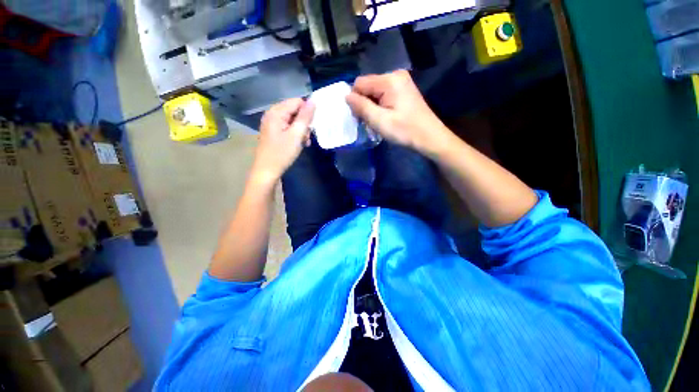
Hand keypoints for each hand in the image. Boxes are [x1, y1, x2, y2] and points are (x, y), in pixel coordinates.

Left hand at [253, 98, 314, 182]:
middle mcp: (272, 114)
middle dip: (304, 123)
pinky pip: (288, 127)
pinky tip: (299, 144)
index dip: (307, 112)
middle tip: (307, 137)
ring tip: (305, 142)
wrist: (267, 171)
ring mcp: (272, 124)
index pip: (297, 102)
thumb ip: (305, 117)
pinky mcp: (274, 132)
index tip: (312, 127)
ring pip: (293, 120)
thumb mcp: (296, 135)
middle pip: (295, 110)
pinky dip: (296, 134)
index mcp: (276, 112)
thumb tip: (313, 101)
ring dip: (302, 130)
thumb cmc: (282, 153)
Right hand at [346, 70, 452, 157]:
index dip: (356, 100)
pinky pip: (384, 95)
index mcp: (389, 80)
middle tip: (370, 122)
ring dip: (372, 107)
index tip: (360, 118)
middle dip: (365, 104)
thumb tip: (346, 96)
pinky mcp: (404, 90)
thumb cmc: (405, 131)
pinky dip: (380, 106)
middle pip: (368, 86)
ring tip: (379, 122)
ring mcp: (401, 82)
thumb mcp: (380, 121)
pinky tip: (386, 117)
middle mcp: (395, 75)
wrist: (430, 137)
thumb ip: (361, 107)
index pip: (360, 83)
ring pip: (375, 92)